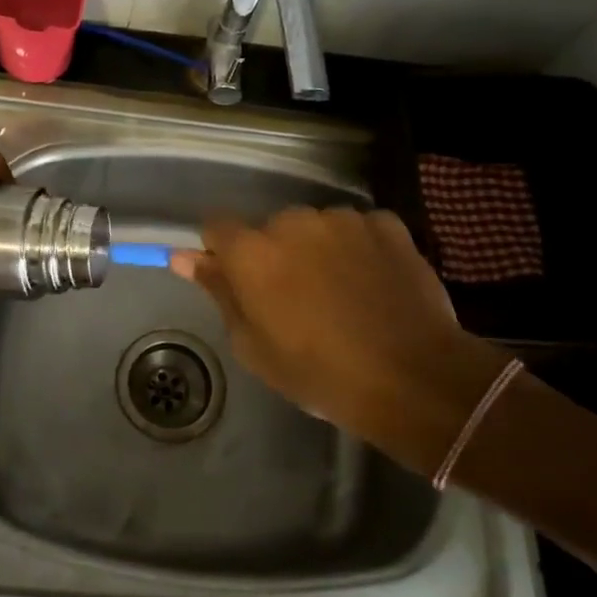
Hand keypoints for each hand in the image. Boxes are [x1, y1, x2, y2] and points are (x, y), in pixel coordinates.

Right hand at [170, 208, 503, 454]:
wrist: (414, 378)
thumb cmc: (321, 373)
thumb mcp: (254, 346)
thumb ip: (218, 292)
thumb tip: (182, 256)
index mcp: (252, 252)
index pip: (216, 227)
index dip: (224, 252)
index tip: (239, 282)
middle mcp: (293, 221)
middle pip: (270, 229)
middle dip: (276, 255)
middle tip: (298, 301)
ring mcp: (343, 219)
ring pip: (316, 227)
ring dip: (319, 250)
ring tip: (342, 295)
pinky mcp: (386, 223)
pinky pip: (358, 229)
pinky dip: (359, 249)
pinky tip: (374, 285)